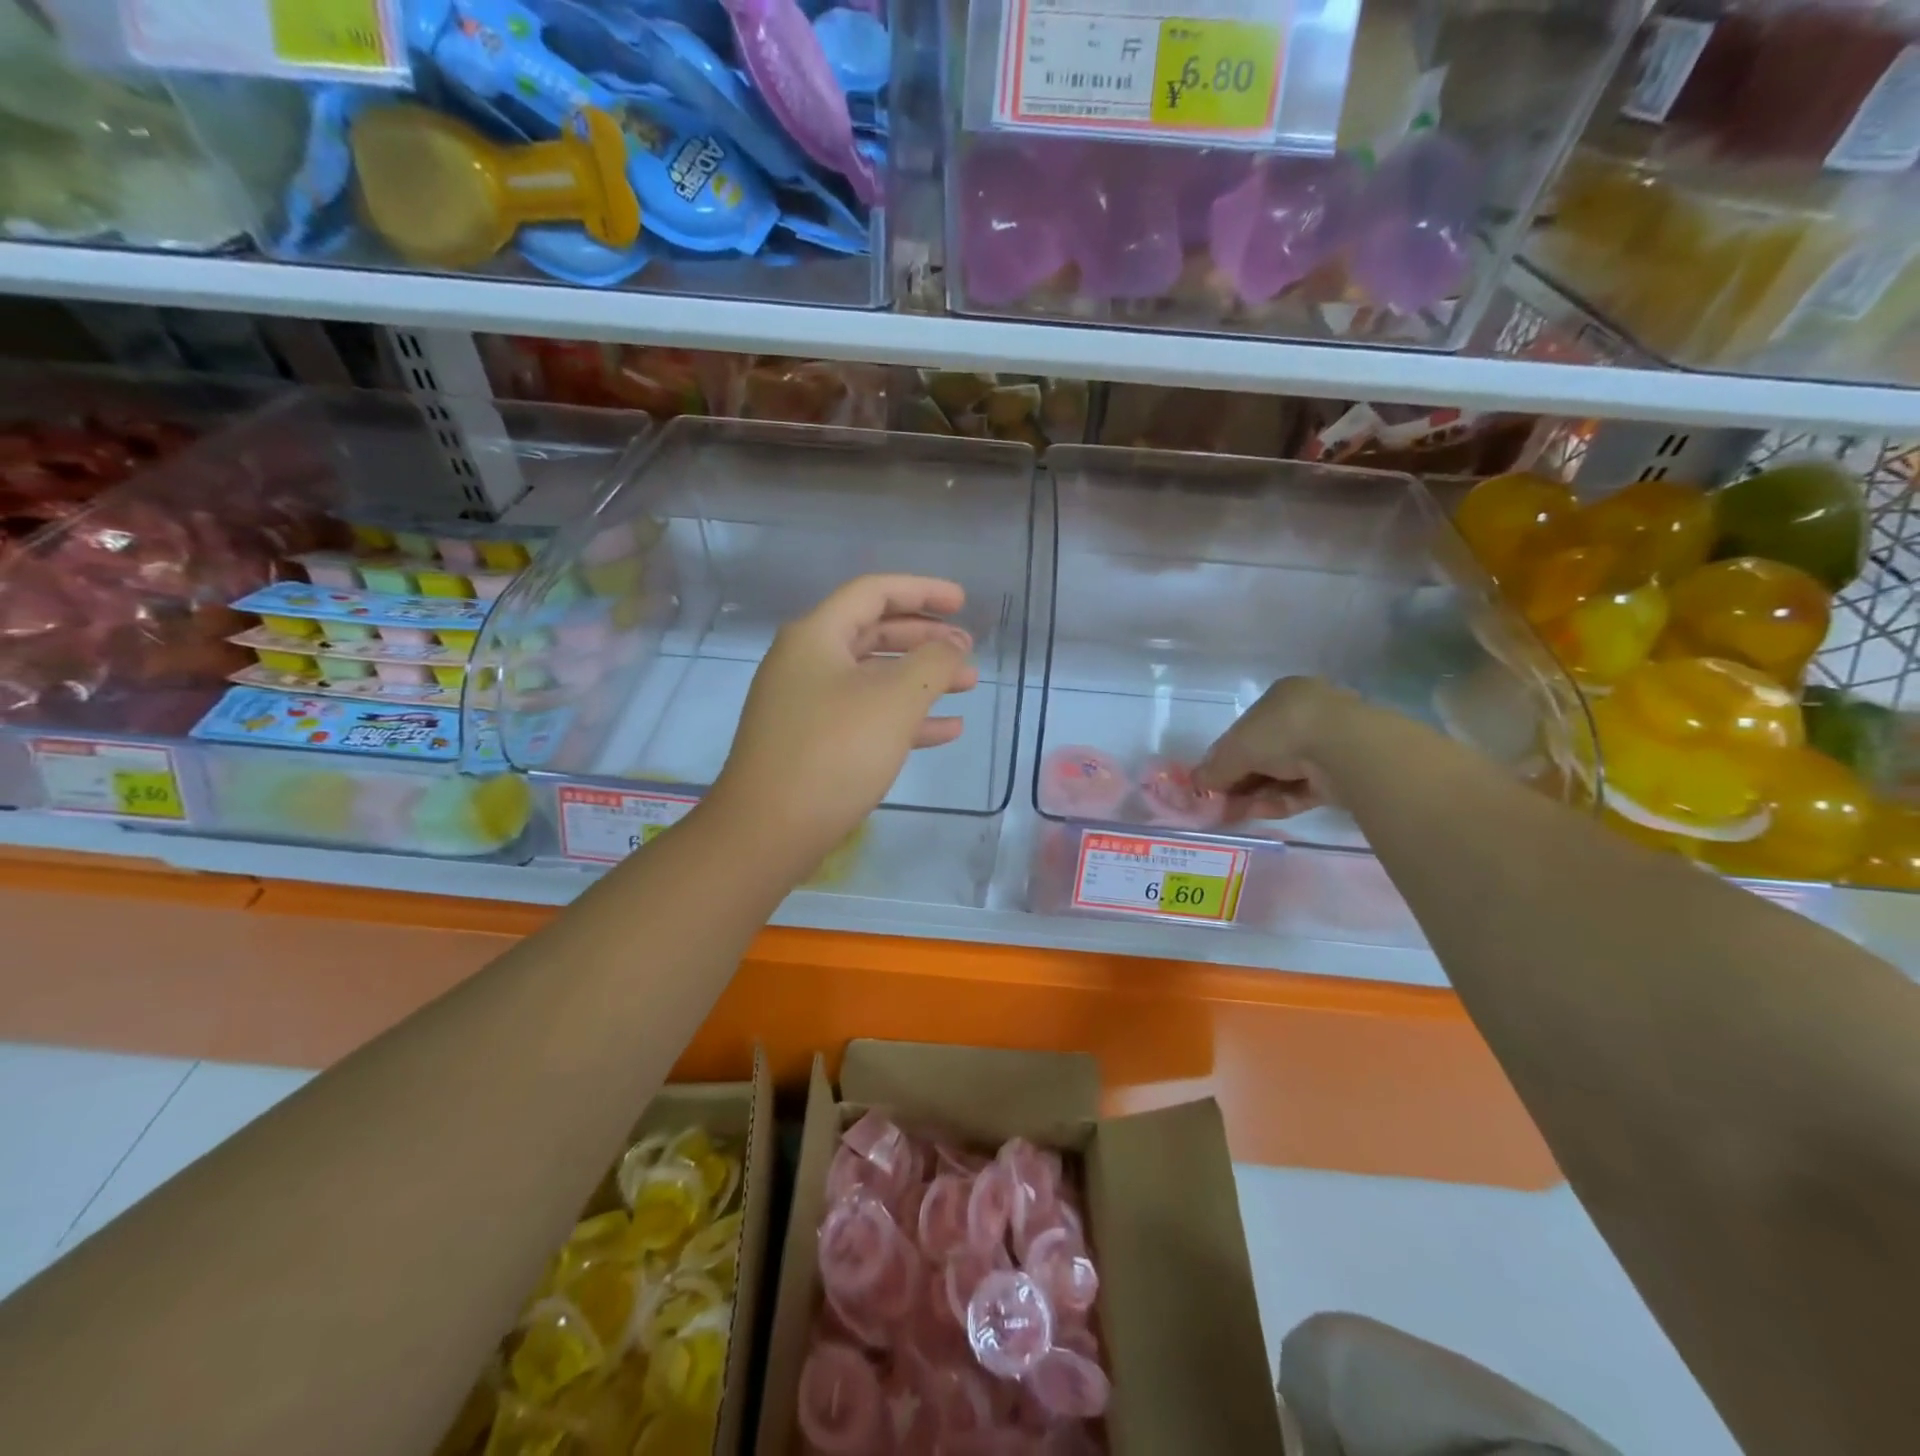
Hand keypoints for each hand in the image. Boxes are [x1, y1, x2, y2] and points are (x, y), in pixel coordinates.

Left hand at [708, 575, 977, 871]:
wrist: (769, 829)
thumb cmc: (835, 752)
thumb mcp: (895, 700)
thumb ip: (933, 662)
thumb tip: (953, 645)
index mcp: (817, 636)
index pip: (874, 592)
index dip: (922, 590)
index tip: (962, 601)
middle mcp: (806, 661)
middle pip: (874, 632)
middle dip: (925, 638)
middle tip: (967, 647)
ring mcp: (806, 703)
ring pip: (873, 677)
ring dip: (921, 678)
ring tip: (967, 685)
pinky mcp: (812, 741)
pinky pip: (865, 715)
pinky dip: (904, 717)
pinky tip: (946, 731)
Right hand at [1192, 677, 1355, 820]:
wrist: (1345, 748)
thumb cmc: (1283, 731)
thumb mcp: (1236, 748)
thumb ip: (1215, 767)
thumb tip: (1195, 783)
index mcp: (1282, 696)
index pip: (1247, 728)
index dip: (1226, 755)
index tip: (1212, 779)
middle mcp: (1306, 716)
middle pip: (1264, 754)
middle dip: (1240, 780)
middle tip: (1219, 802)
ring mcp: (1328, 745)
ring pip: (1283, 774)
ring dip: (1255, 794)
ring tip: (1231, 814)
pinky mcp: (1342, 774)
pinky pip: (1302, 789)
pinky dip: (1279, 801)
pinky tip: (1256, 813)